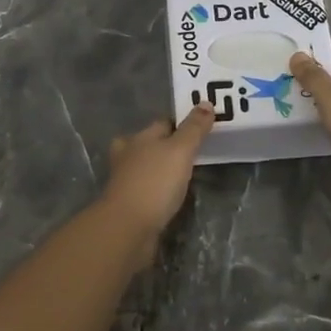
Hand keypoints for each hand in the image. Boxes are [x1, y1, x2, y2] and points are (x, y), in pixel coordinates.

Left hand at [100, 105, 214, 242]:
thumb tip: (205, 102)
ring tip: (184, 174)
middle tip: (193, 153)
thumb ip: (194, 129)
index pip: (163, 123)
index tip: (201, 129)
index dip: (182, 124)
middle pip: (151, 144)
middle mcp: (128, 155)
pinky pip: (147, 190)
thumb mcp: (180, 150)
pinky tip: (169, 196)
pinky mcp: (128, 204)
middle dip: (167, 146)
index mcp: (139, 137)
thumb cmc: (155, 182)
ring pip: (147, 167)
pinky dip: (157, 190)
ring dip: (161, 169)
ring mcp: (125, 181)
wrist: (128, 228)